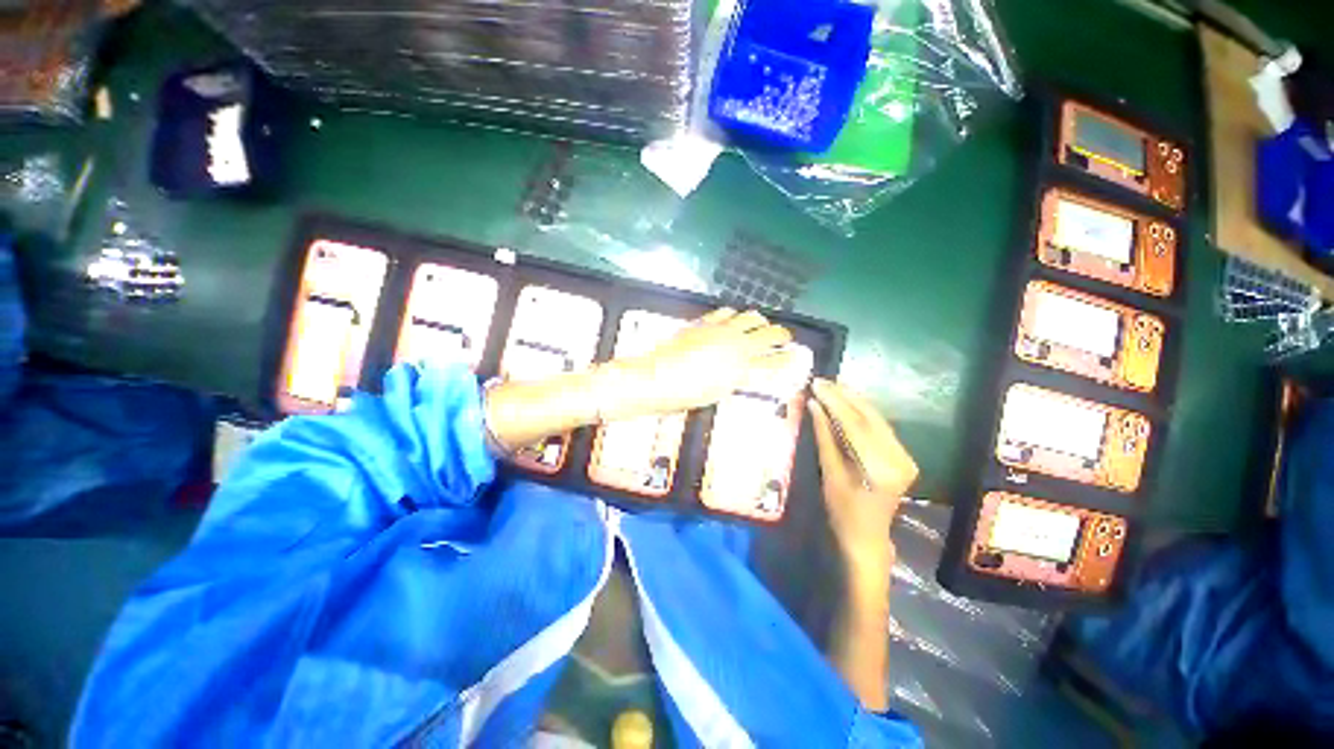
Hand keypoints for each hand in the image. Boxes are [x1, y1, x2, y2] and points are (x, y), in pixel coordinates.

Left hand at [597, 308, 795, 419]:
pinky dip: (734, 315)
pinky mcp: (704, 322)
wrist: (656, 377)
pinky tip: (732, 319)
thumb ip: (734, 380)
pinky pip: (726, 312)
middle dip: (781, 335)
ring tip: (760, 325)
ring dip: (760, 321)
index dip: (788, 359)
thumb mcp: (716, 393)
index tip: (795, 357)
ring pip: (751, 316)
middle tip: (784, 338)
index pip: (775, 362)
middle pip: (770, 333)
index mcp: (742, 370)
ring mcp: (721, 330)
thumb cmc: (684, 395)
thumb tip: (742, 373)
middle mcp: (737, 346)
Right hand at [809, 378, 917, 587]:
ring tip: (831, 386)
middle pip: (869, 418)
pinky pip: (880, 426)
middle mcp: (899, 459)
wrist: (868, 536)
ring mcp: (905, 456)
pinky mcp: (903, 455)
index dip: (834, 402)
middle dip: (844, 396)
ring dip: (853, 400)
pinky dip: (862, 412)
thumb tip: (814, 406)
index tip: (816, 384)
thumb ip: (824, 437)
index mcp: (880, 469)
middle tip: (821, 380)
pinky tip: (846, 401)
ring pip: (876, 418)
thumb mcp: (829, 474)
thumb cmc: (842, 511)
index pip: (855, 425)